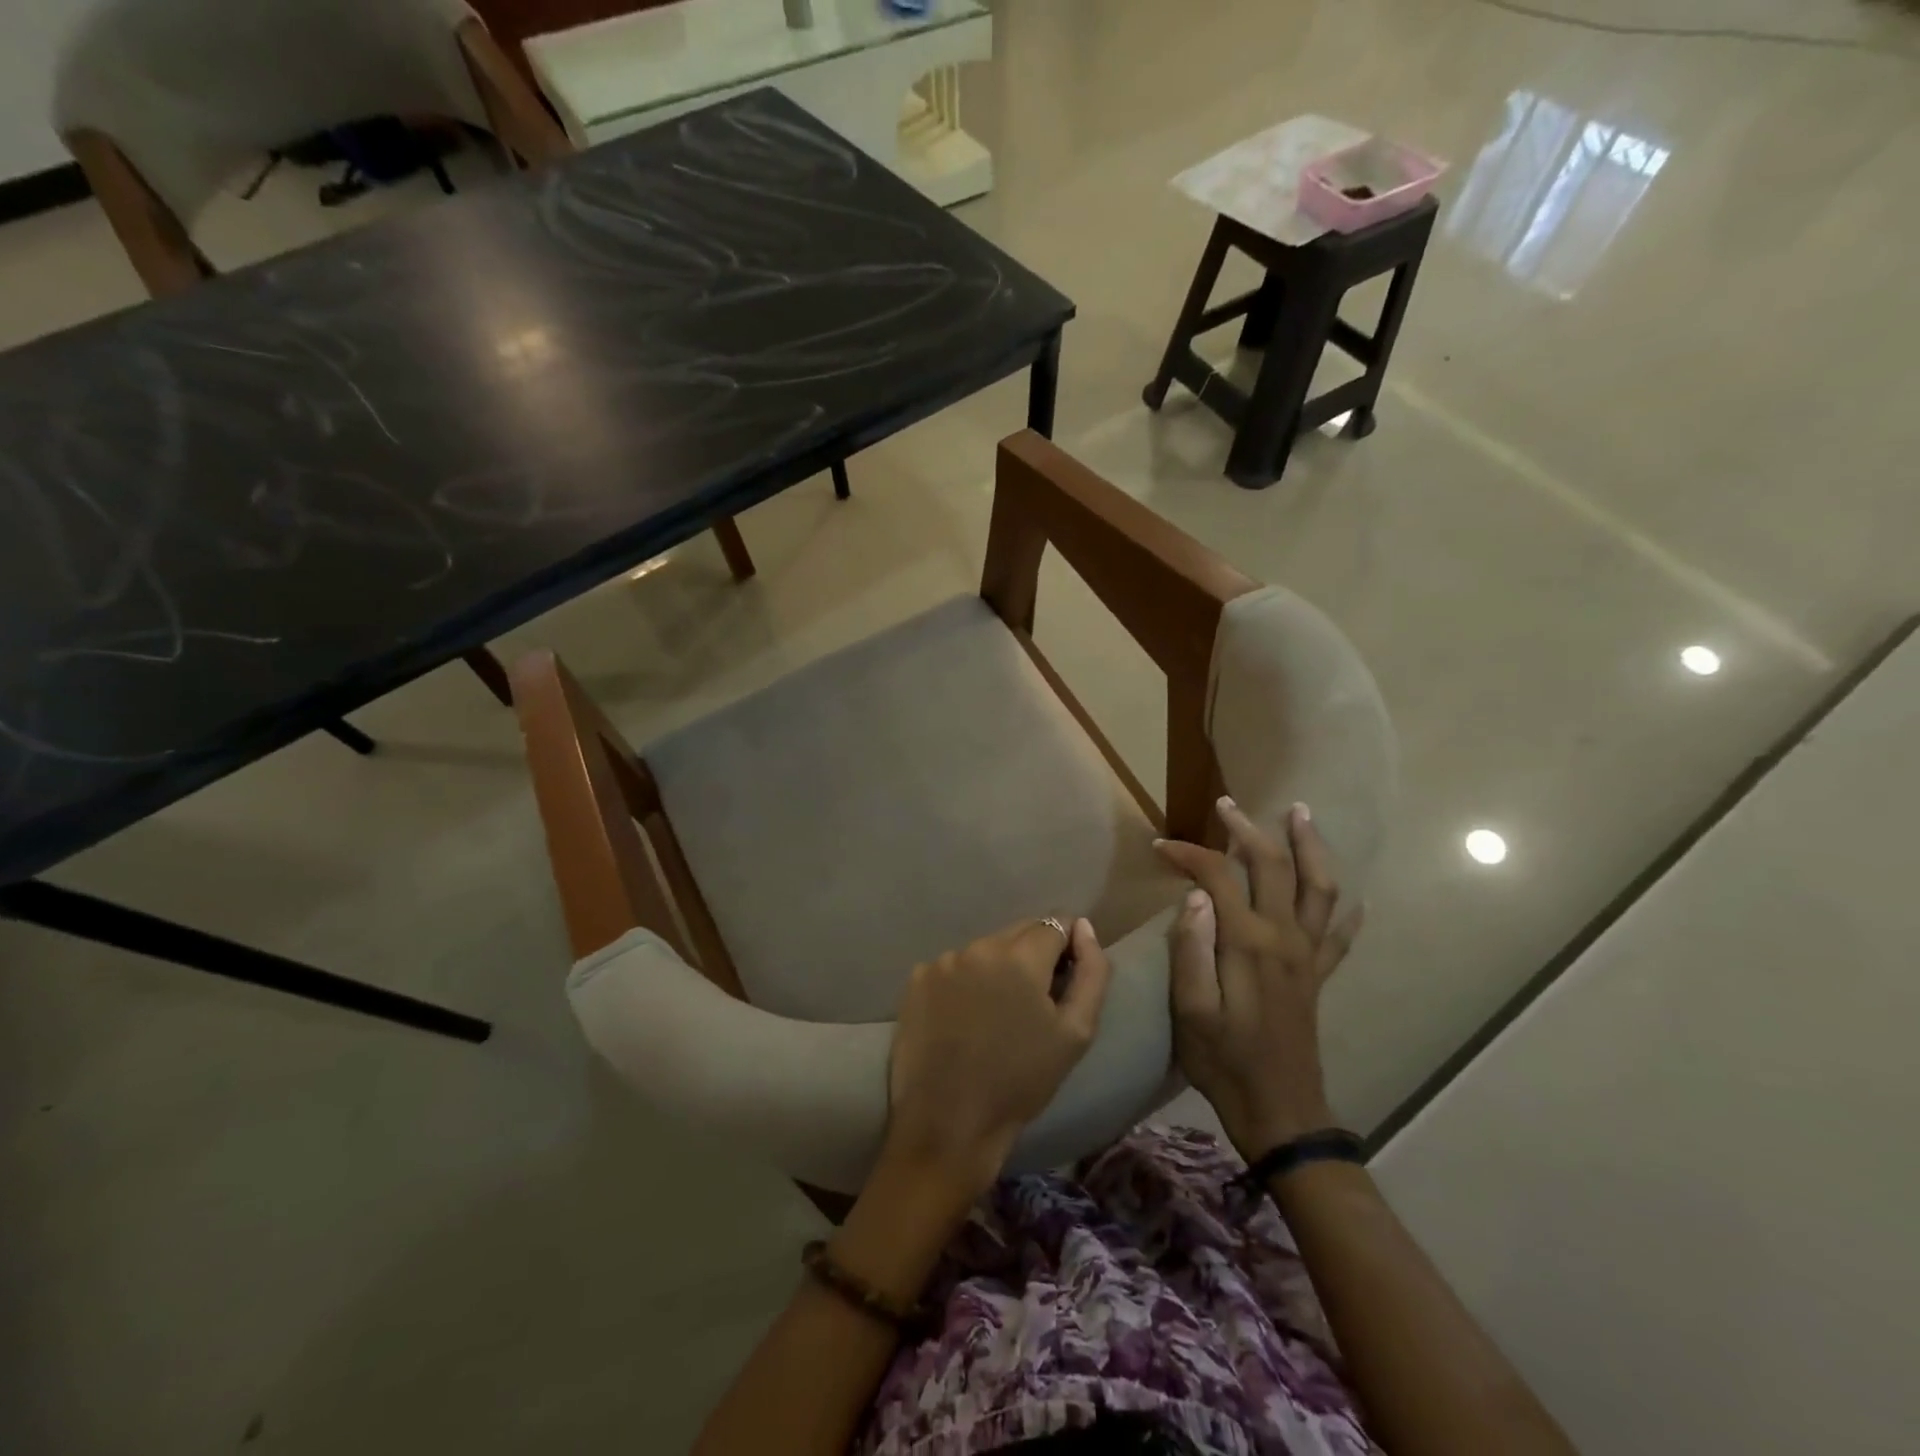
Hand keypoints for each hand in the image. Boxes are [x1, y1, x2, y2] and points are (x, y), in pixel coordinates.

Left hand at [886, 917, 1111, 1194]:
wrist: (948, 1124)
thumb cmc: (1021, 1082)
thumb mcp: (1075, 1033)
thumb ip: (1092, 972)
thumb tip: (1084, 928)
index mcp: (1019, 956)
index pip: (1055, 923)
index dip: (1067, 947)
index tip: (1064, 979)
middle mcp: (978, 946)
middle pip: (1019, 932)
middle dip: (1033, 955)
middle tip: (1032, 1002)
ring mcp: (943, 961)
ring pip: (986, 950)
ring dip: (998, 968)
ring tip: (996, 1015)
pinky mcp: (916, 979)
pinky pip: (954, 967)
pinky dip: (965, 983)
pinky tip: (964, 1019)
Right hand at [1154, 798, 1362, 1162]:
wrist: (1280, 1112)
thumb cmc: (1224, 1062)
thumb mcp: (1190, 1010)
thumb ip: (1190, 948)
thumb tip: (1195, 894)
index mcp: (1248, 943)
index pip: (1217, 878)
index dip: (1189, 855)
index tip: (1161, 847)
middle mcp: (1284, 938)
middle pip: (1273, 867)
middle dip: (1249, 830)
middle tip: (1228, 806)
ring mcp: (1307, 956)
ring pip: (1319, 888)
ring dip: (1310, 847)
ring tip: (1300, 815)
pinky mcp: (1317, 977)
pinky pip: (1339, 935)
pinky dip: (1347, 912)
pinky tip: (1355, 900)